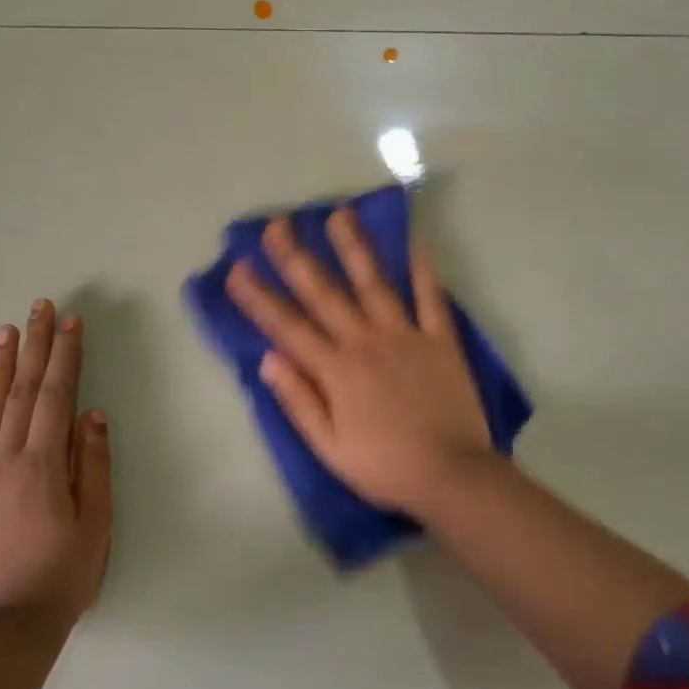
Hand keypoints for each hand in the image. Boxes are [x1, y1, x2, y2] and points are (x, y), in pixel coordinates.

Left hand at [0, 300, 112, 627]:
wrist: (8, 626)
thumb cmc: (64, 574)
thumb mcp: (96, 522)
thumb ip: (93, 465)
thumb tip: (92, 415)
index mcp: (43, 465)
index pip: (55, 397)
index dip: (65, 356)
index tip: (70, 322)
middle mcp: (4, 461)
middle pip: (21, 393)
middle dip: (32, 347)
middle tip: (37, 308)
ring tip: (4, 332)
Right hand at [225, 208, 496, 516]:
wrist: (451, 474)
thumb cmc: (384, 466)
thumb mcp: (329, 447)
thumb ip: (299, 401)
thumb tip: (267, 359)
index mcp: (336, 371)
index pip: (288, 327)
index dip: (259, 298)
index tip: (237, 269)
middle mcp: (366, 343)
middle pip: (325, 294)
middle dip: (297, 258)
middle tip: (277, 225)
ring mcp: (406, 336)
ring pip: (374, 284)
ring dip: (354, 248)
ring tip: (340, 214)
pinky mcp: (440, 339)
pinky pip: (430, 297)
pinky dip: (423, 269)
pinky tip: (414, 241)